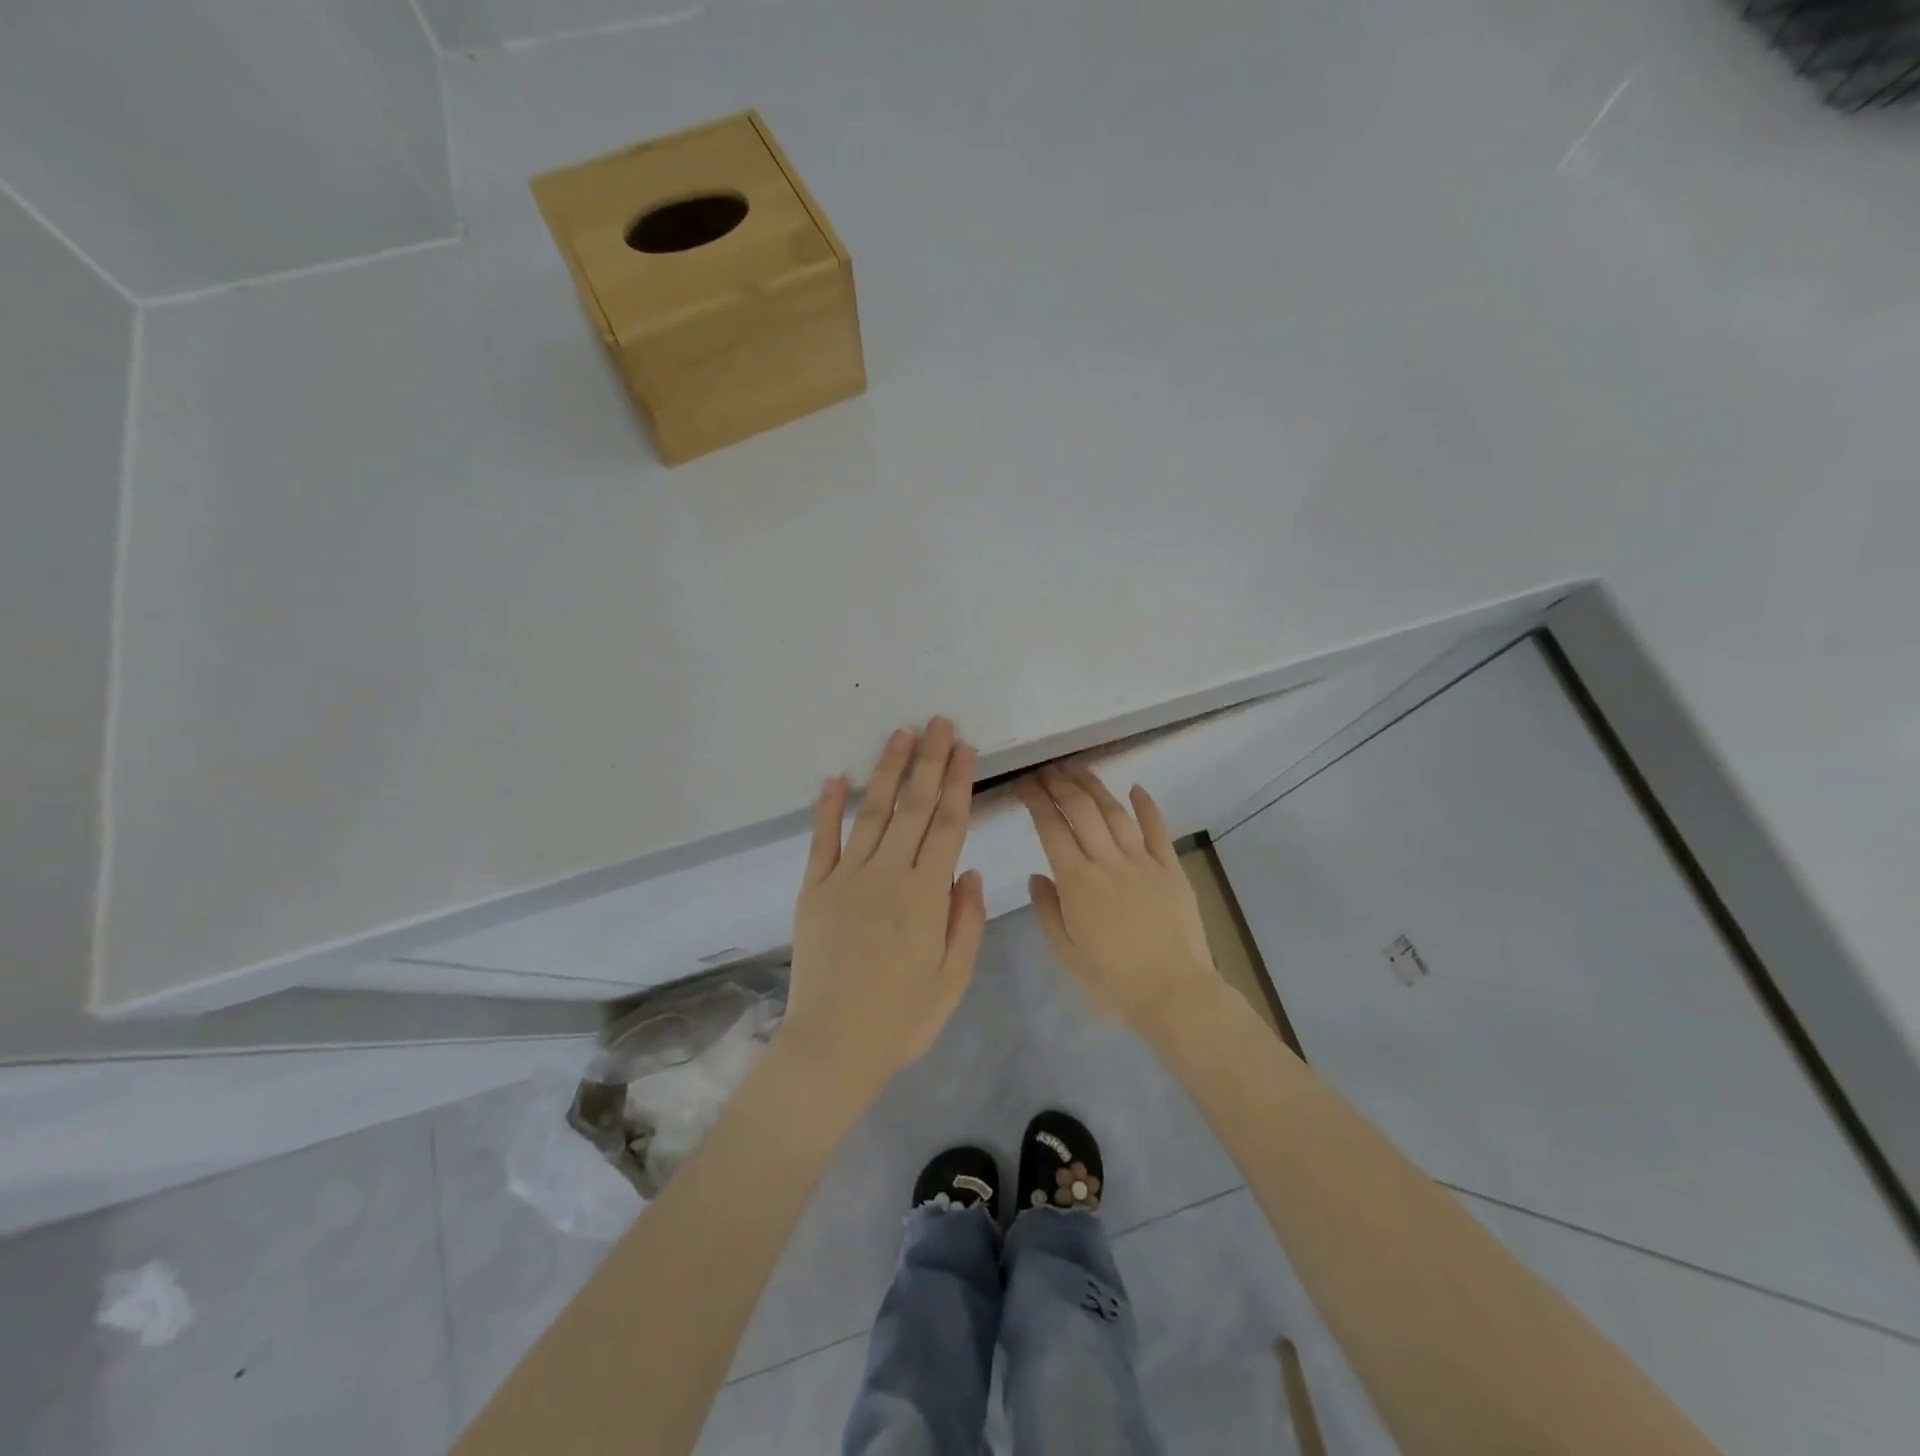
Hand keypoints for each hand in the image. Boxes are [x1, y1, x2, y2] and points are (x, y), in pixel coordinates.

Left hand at [782, 718, 986, 1105]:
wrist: (833, 1047)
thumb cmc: (902, 1018)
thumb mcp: (953, 978)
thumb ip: (965, 920)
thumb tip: (968, 869)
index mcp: (925, 895)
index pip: (947, 824)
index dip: (958, 782)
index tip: (965, 748)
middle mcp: (887, 875)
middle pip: (913, 806)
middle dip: (928, 761)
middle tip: (938, 722)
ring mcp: (845, 878)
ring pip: (871, 812)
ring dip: (887, 770)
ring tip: (900, 734)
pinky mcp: (813, 889)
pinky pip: (821, 840)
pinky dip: (826, 807)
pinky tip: (834, 777)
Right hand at [1017, 763, 1216, 1033]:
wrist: (1173, 994)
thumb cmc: (1112, 981)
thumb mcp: (1065, 952)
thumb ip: (1048, 910)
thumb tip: (1037, 875)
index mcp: (1077, 882)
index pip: (1051, 828)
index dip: (1036, 800)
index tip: (1024, 783)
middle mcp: (1108, 862)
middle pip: (1081, 810)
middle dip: (1060, 784)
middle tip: (1047, 769)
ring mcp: (1143, 862)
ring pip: (1115, 812)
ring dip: (1095, 786)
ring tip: (1078, 768)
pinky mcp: (1171, 869)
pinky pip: (1157, 830)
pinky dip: (1146, 806)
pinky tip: (1136, 788)